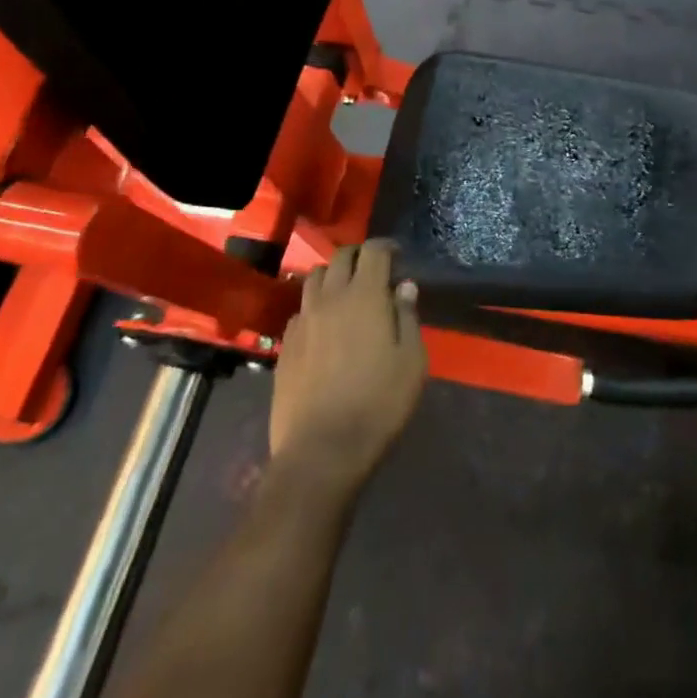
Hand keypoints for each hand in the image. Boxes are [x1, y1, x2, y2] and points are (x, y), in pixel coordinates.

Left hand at [269, 240, 426, 494]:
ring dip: (333, 277)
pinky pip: (301, 311)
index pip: (373, 251)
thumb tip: (404, 287)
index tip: (397, 256)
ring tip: (346, 293)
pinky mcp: (285, 346)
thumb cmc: (378, 404)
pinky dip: (315, 307)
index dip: (386, 246)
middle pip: (340, 258)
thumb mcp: (411, 362)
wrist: (321, 451)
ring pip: (315, 279)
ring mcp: (303, 321)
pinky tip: (324, 328)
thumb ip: (408, 317)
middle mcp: (330, 298)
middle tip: (374, 271)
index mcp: (365, 295)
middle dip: (359, 256)